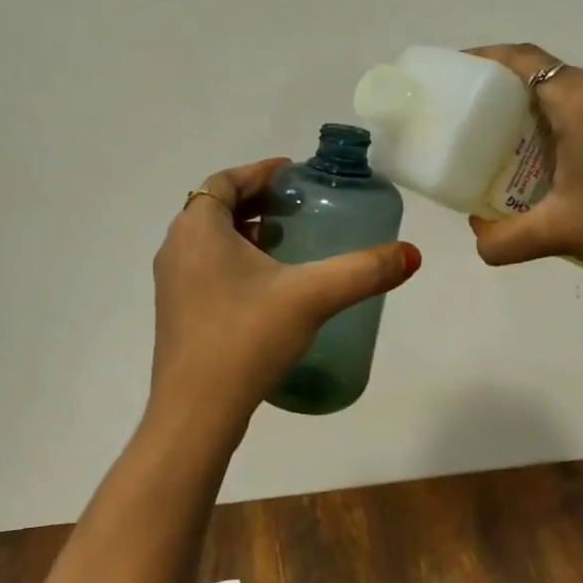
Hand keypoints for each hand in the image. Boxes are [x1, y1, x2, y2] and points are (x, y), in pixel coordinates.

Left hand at [150, 159, 421, 429]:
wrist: (196, 411)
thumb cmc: (246, 337)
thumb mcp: (311, 296)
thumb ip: (363, 271)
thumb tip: (411, 254)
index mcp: (197, 228)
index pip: (225, 180)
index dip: (259, 172)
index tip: (293, 174)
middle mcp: (176, 248)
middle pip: (216, 207)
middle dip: (257, 202)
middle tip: (297, 208)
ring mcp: (171, 283)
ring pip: (209, 240)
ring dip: (245, 233)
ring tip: (288, 243)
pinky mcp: (176, 313)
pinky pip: (205, 268)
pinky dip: (233, 261)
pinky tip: (267, 288)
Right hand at [463, 44, 582, 296]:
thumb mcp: (559, 234)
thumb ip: (502, 240)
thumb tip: (478, 238)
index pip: (523, 60)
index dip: (487, 59)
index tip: (460, 71)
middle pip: (553, 79)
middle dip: (518, 101)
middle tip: (492, 134)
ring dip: (559, 118)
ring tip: (541, 157)